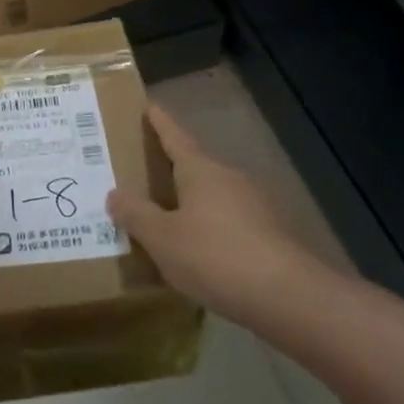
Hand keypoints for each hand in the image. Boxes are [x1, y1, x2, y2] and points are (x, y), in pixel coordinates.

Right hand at [107, 103, 335, 325]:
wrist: (289, 297)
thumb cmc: (216, 256)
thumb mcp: (162, 238)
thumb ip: (136, 214)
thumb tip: (115, 194)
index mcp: (202, 170)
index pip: (175, 137)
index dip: (160, 123)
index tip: (150, 106)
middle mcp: (230, 179)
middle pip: (195, 166)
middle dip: (171, 168)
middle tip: (143, 173)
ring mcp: (254, 206)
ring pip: (213, 196)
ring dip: (190, 203)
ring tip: (165, 217)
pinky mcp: (269, 235)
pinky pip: (228, 222)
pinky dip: (209, 228)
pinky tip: (197, 251)